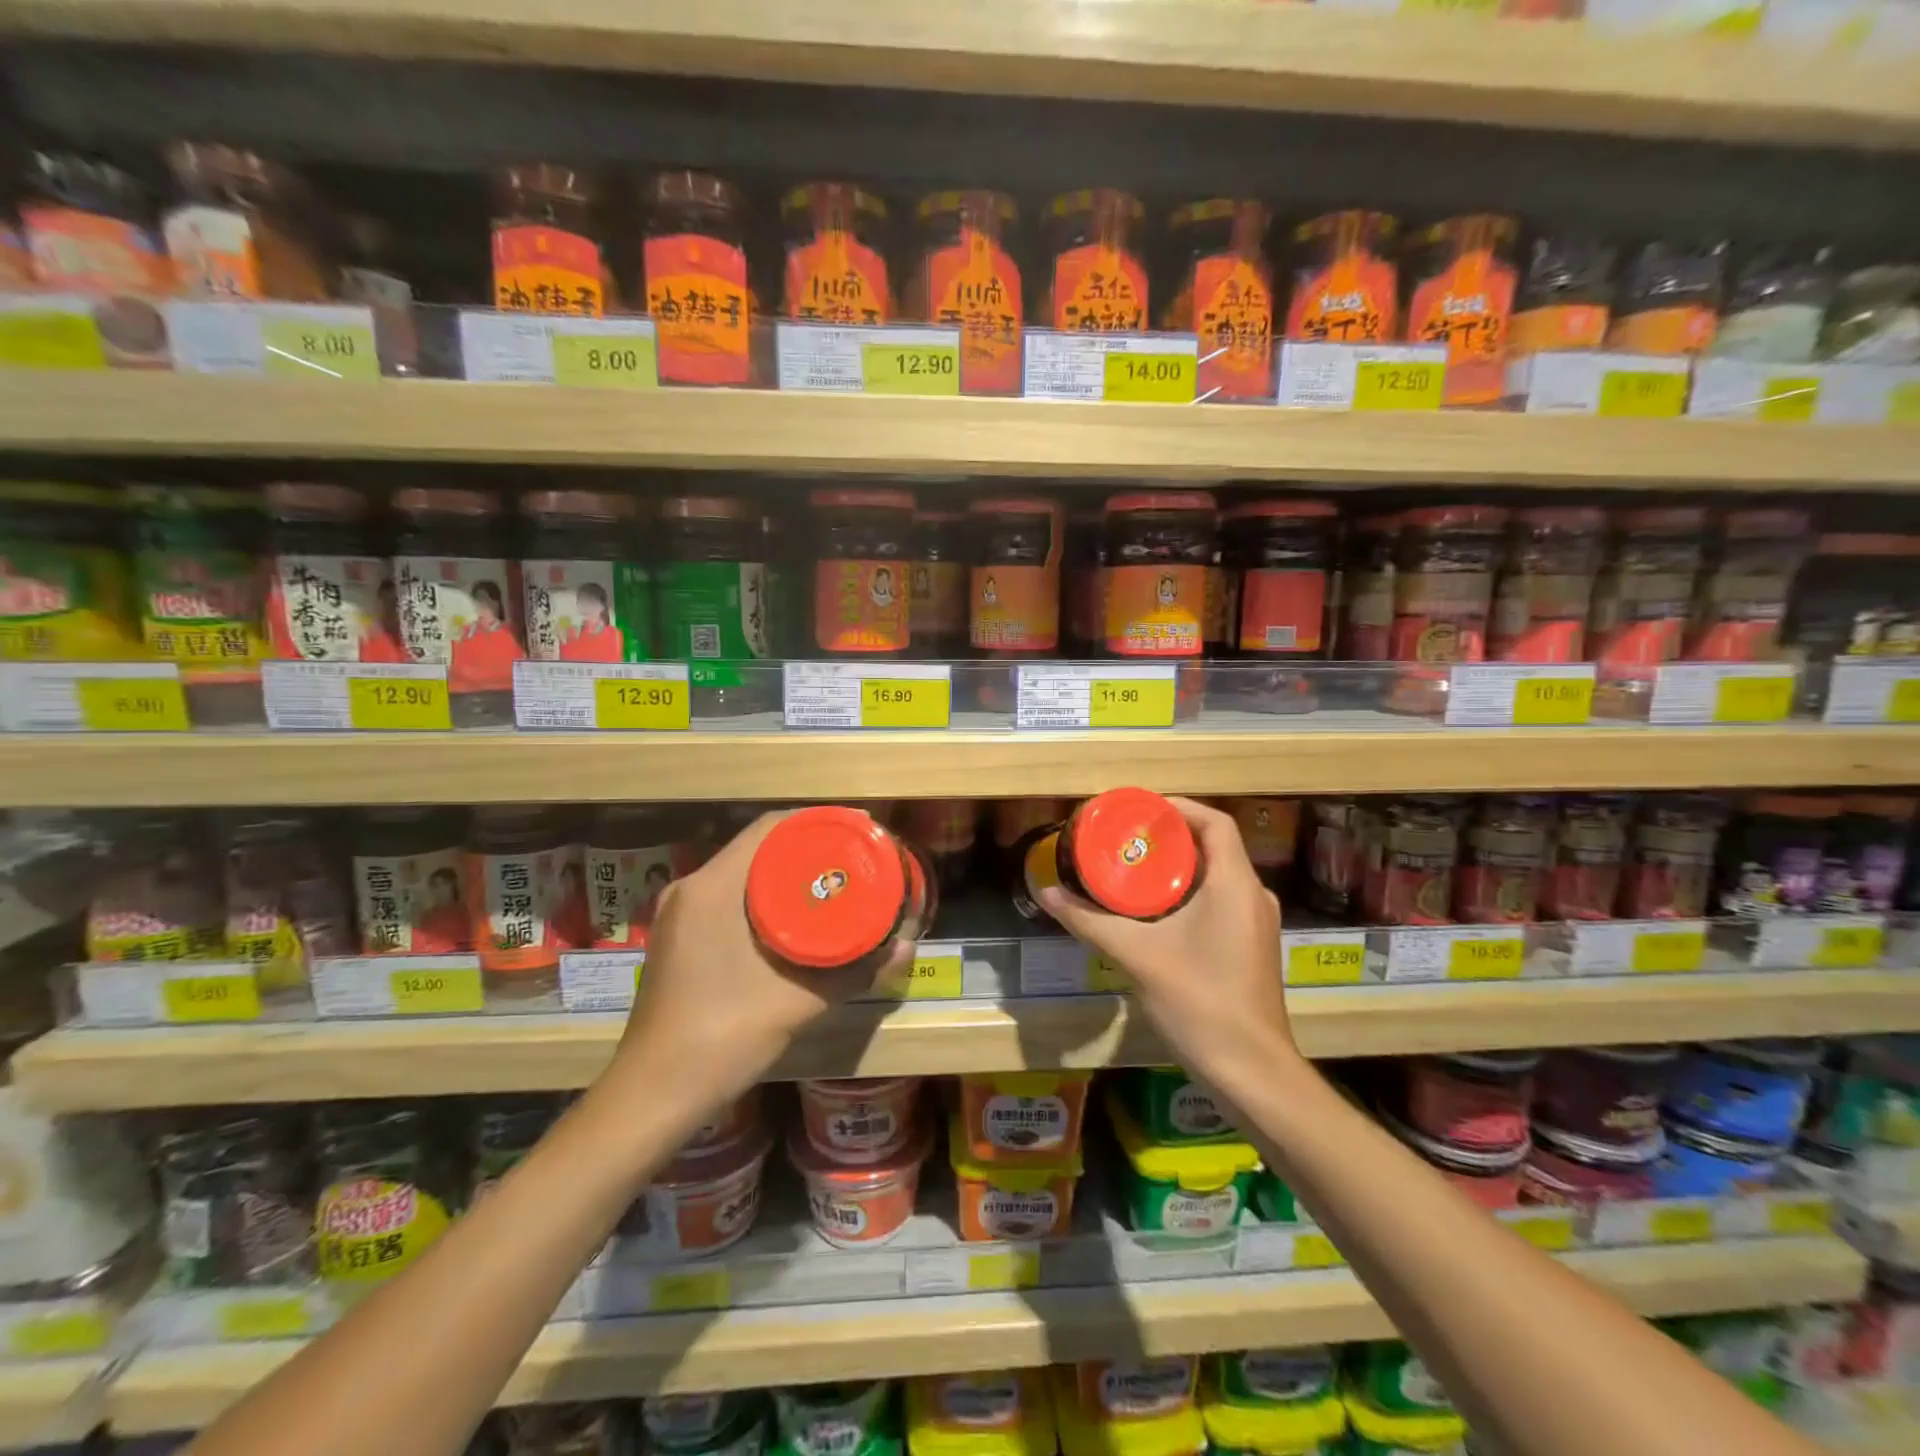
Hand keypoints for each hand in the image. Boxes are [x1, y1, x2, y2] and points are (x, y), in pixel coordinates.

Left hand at [604, 811, 911, 1123]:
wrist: (654, 1094)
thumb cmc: (724, 1036)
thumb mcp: (799, 1001)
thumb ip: (855, 970)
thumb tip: (906, 946)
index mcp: (712, 887)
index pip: (769, 827)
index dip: (817, 822)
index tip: (857, 830)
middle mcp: (690, 888)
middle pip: (757, 847)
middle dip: (807, 848)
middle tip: (852, 859)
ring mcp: (678, 914)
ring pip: (741, 873)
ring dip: (784, 873)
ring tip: (830, 883)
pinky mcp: (677, 938)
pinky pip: (727, 897)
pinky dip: (763, 896)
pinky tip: (794, 917)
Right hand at [1036, 797, 1300, 1086]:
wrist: (1251, 1071)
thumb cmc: (1198, 1001)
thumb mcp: (1136, 955)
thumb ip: (1089, 921)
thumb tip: (1045, 893)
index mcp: (1235, 884)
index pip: (1214, 822)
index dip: (1177, 808)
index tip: (1138, 811)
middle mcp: (1253, 895)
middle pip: (1213, 846)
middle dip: (1169, 838)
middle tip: (1124, 839)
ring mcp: (1257, 923)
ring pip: (1217, 875)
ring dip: (1178, 867)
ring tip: (1132, 868)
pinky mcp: (1252, 946)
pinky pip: (1221, 900)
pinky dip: (1189, 893)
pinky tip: (1155, 911)